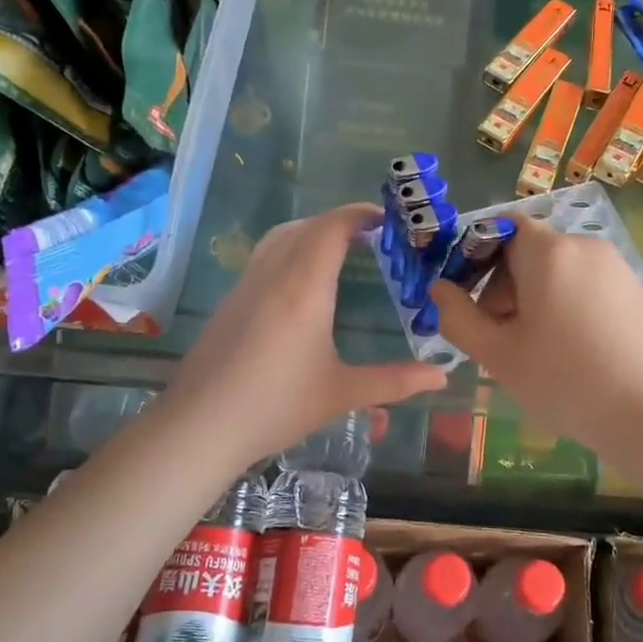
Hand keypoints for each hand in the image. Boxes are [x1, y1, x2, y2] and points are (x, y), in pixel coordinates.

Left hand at [161, 204, 446, 471]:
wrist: (200, 426)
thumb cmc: (276, 406)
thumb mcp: (341, 394)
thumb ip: (394, 381)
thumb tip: (442, 375)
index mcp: (304, 289)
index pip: (331, 229)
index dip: (358, 215)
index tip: (384, 220)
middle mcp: (273, 275)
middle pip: (305, 227)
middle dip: (338, 222)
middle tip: (369, 236)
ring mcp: (246, 286)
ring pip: (279, 238)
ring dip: (310, 232)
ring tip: (337, 251)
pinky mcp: (229, 302)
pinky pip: (263, 257)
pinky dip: (289, 250)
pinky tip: (300, 285)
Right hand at [430, 215, 642, 450]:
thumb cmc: (564, 380)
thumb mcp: (498, 354)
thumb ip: (458, 317)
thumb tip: (439, 289)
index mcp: (549, 252)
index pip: (502, 228)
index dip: (477, 257)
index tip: (470, 300)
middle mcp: (586, 246)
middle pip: (529, 251)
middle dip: (504, 286)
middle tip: (500, 337)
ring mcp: (617, 268)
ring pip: (558, 271)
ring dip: (534, 299)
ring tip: (534, 349)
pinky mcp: (637, 291)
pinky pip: (586, 285)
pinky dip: (567, 306)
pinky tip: (571, 351)